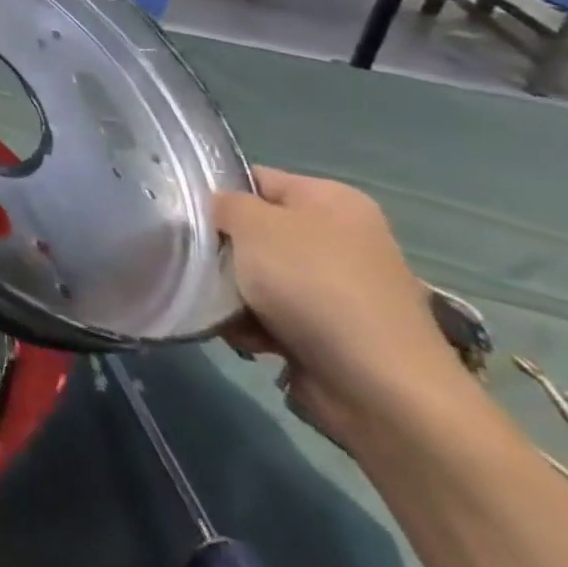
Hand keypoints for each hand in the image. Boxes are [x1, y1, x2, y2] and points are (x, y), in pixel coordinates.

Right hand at [216, 167, 469, 448]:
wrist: (380, 387)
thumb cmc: (313, 286)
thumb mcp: (253, 224)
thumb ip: (224, 203)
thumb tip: (218, 210)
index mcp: (332, 200)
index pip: (255, 180)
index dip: (217, 195)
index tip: (186, 217)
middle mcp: (341, 237)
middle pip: (254, 232)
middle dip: (224, 252)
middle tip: (201, 266)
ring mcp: (340, 287)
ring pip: (258, 276)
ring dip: (233, 294)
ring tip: (225, 311)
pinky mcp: (333, 331)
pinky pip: (274, 315)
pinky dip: (254, 326)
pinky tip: (250, 340)